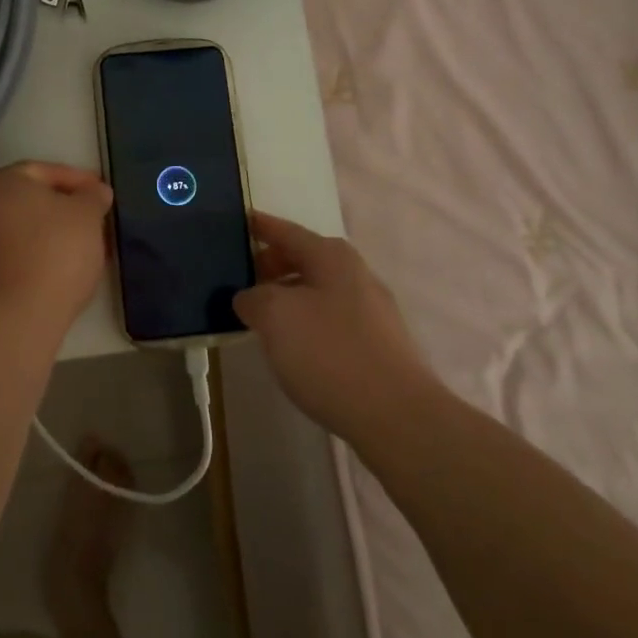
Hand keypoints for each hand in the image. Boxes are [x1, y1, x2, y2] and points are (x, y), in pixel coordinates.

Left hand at [0, 162, 113, 326]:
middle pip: (27, 201)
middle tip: (92, 222)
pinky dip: (31, 257)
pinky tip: (55, 273)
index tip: (102, 195)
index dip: (78, 181)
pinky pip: (7, 256)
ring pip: (17, 230)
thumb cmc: (53, 253)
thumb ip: (92, 197)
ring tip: (79, 251)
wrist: (12, 318)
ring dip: (47, 235)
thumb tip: (94, 192)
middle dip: (62, 210)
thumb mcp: (87, 216)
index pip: (44, 172)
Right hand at [234, 212, 432, 435]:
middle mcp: (355, 274)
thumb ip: (253, 298)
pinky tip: (294, 347)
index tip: (240, 221)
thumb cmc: (330, 353)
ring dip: (288, 297)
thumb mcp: (275, 316)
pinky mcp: (378, 345)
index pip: (287, 231)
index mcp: (331, 257)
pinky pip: (331, 319)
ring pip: (318, 291)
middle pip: (305, 259)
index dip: (262, 226)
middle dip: (272, 265)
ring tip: (261, 316)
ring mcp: (372, 311)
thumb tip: (250, 298)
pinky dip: (307, 321)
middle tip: (241, 278)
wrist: (397, 416)